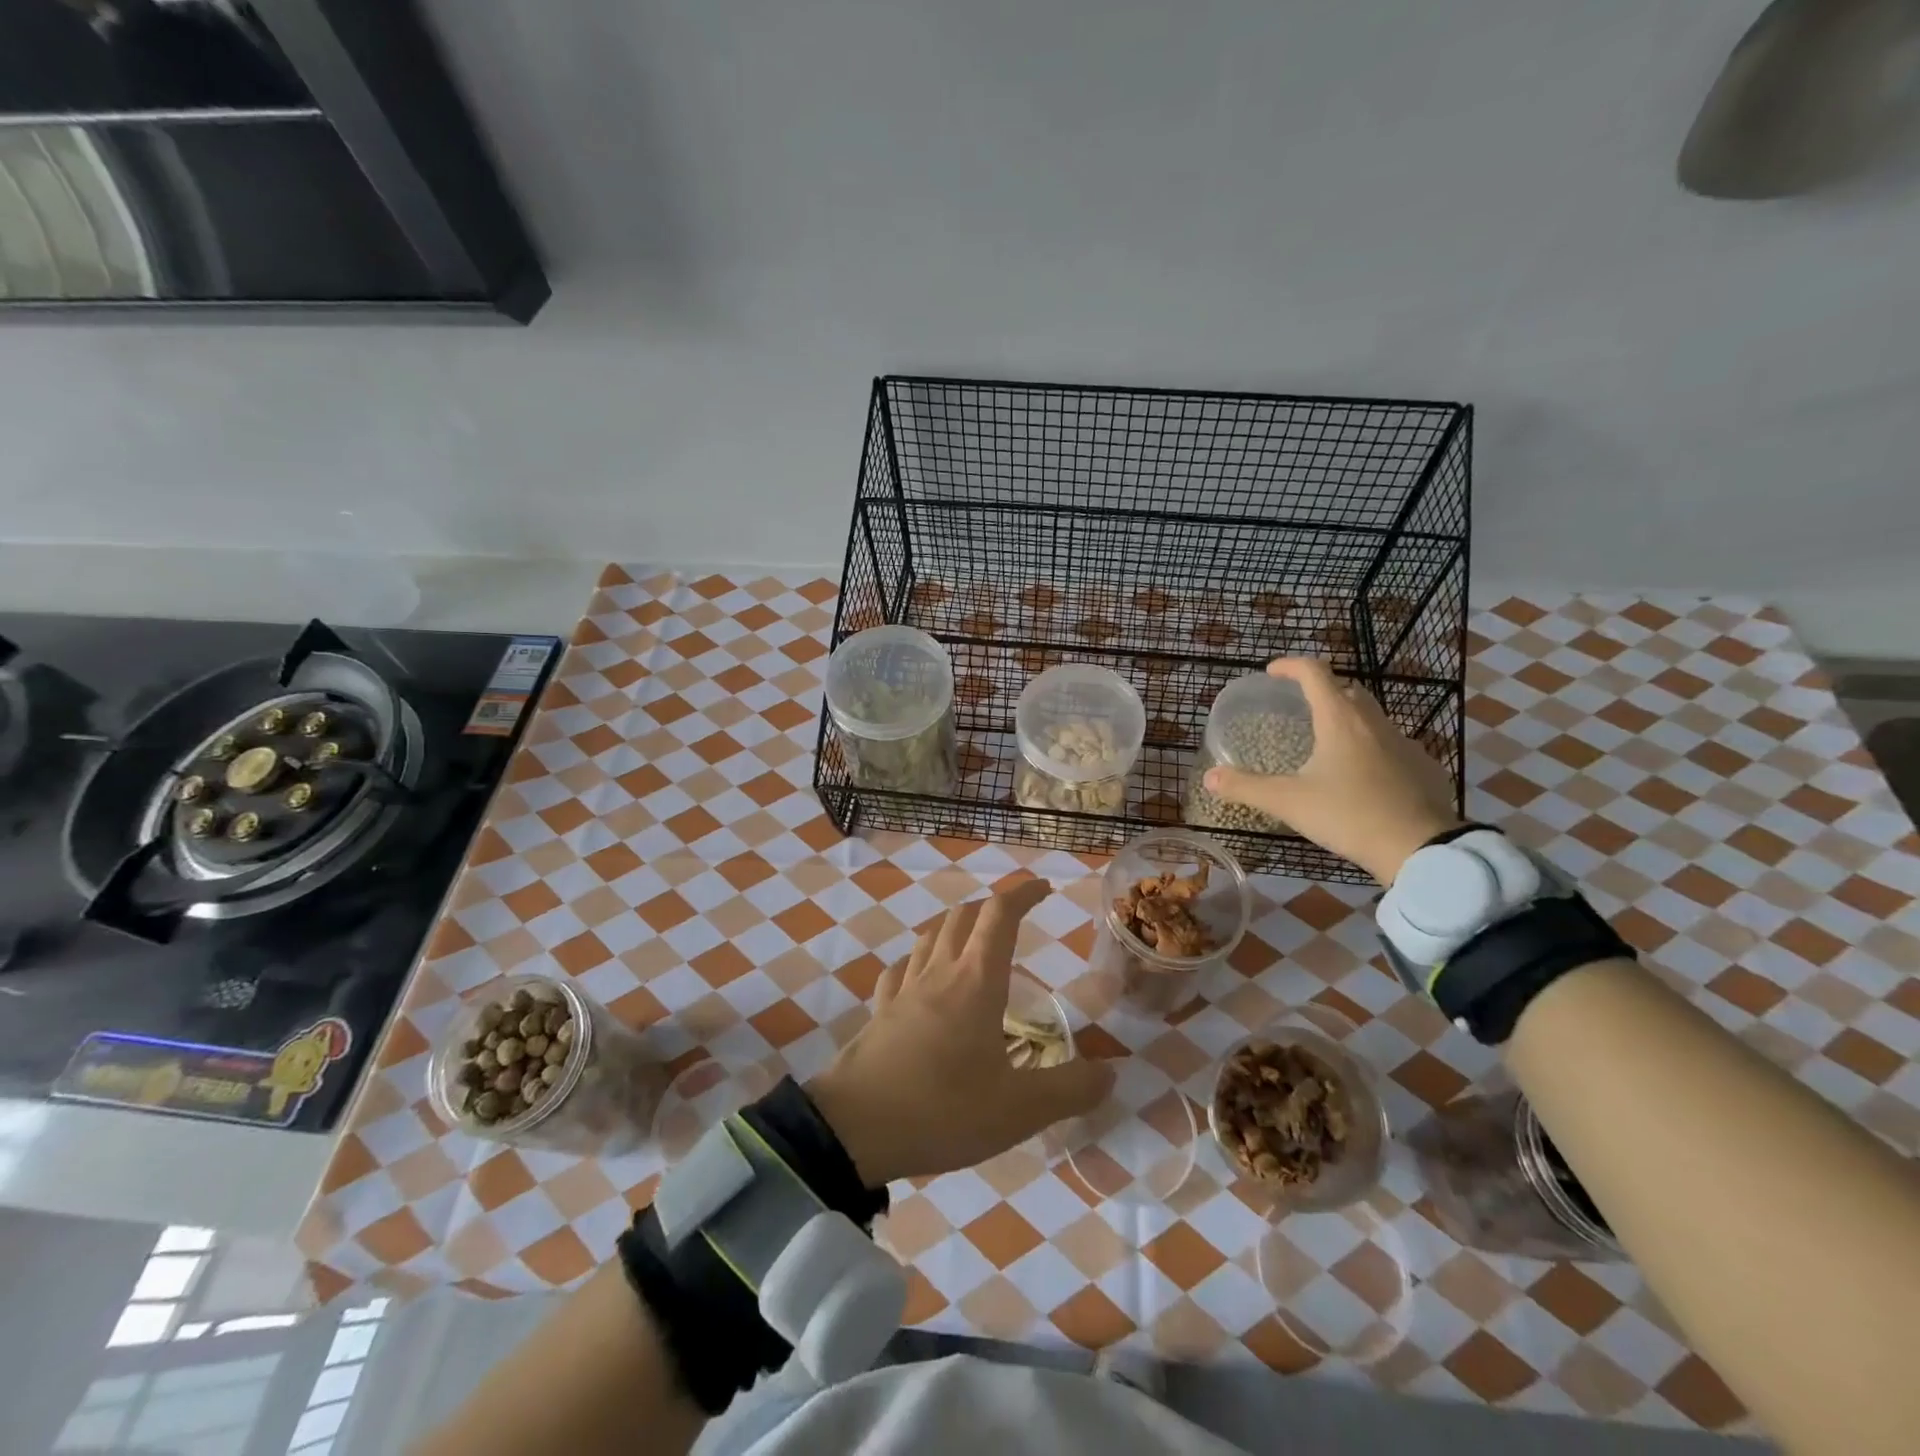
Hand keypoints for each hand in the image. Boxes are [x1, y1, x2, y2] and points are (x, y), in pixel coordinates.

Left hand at [807, 881, 1113, 1186]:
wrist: (853, 1129)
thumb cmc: (941, 1109)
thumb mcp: (1018, 1110)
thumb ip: (1069, 1090)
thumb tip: (1108, 1075)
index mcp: (976, 982)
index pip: (1000, 915)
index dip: (1023, 894)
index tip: (1044, 890)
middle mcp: (939, 973)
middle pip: (963, 916)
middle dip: (991, 908)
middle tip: (1014, 921)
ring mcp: (903, 990)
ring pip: (930, 936)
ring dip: (955, 927)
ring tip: (972, 944)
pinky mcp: (879, 1012)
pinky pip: (900, 970)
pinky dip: (918, 960)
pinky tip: (921, 977)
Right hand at [1203, 657, 1460, 884]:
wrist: (1422, 849)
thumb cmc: (1349, 815)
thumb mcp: (1289, 802)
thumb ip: (1247, 787)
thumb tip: (1210, 777)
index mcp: (1340, 720)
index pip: (1315, 673)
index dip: (1291, 666)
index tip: (1272, 672)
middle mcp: (1374, 722)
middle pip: (1347, 690)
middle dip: (1322, 691)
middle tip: (1299, 708)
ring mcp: (1404, 743)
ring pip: (1371, 718)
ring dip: (1347, 720)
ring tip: (1326, 745)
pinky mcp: (1423, 767)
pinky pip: (1391, 746)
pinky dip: (1371, 749)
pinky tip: (1361, 777)